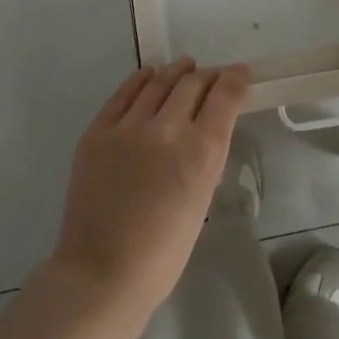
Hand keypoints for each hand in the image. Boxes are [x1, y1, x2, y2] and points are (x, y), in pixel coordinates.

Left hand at [51, 59, 249, 313]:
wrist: (102, 272)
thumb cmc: (163, 252)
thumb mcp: (202, 198)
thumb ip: (205, 157)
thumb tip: (202, 130)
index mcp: (202, 151)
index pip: (225, 95)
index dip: (235, 78)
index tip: (240, 73)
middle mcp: (168, 128)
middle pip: (193, 83)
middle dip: (207, 75)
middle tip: (211, 77)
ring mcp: (129, 127)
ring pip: (159, 82)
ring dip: (176, 71)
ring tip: (184, 66)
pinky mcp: (98, 131)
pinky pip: (123, 94)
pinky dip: (140, 80)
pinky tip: (148, 75)